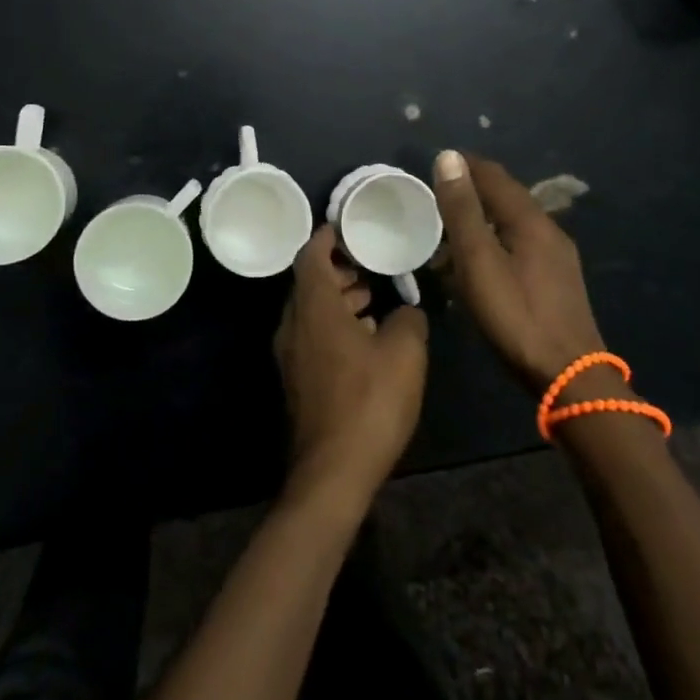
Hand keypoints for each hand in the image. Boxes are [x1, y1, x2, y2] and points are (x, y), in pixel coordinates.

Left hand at [273, 226, 428, 515]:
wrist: (332, 472)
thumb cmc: (369, 402)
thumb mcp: (405, 353)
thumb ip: (409, 318)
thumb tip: (407, 309)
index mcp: (314, 306)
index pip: (312, 254)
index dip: (329, 236)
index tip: (351, 226)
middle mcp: (293, 323)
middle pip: (309, 281)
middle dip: (338, 268)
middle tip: (369, 265)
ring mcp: (290, 353)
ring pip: (311, 310)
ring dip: (338, 299)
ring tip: (372, 298)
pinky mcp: (297, 379)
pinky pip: (312, 335)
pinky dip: (333, 324)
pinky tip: (364, 338)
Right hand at [431, 151, 617, 396]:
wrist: (570, 377)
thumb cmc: (516, 316)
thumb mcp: (478, 261)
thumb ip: (462, 210)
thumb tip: (449, 157)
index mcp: (530, 219)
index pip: (493, 175)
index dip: (464, 165)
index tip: (434, 164)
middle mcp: (549, 229)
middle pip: (506, 196)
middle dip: (473, 189)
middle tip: (437, 194)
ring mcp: (557, 256)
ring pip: (513, 221)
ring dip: (483, 216)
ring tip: (452, 227)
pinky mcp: (558, 280)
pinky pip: (520, 243)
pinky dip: (495, 238)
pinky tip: (481, 259)